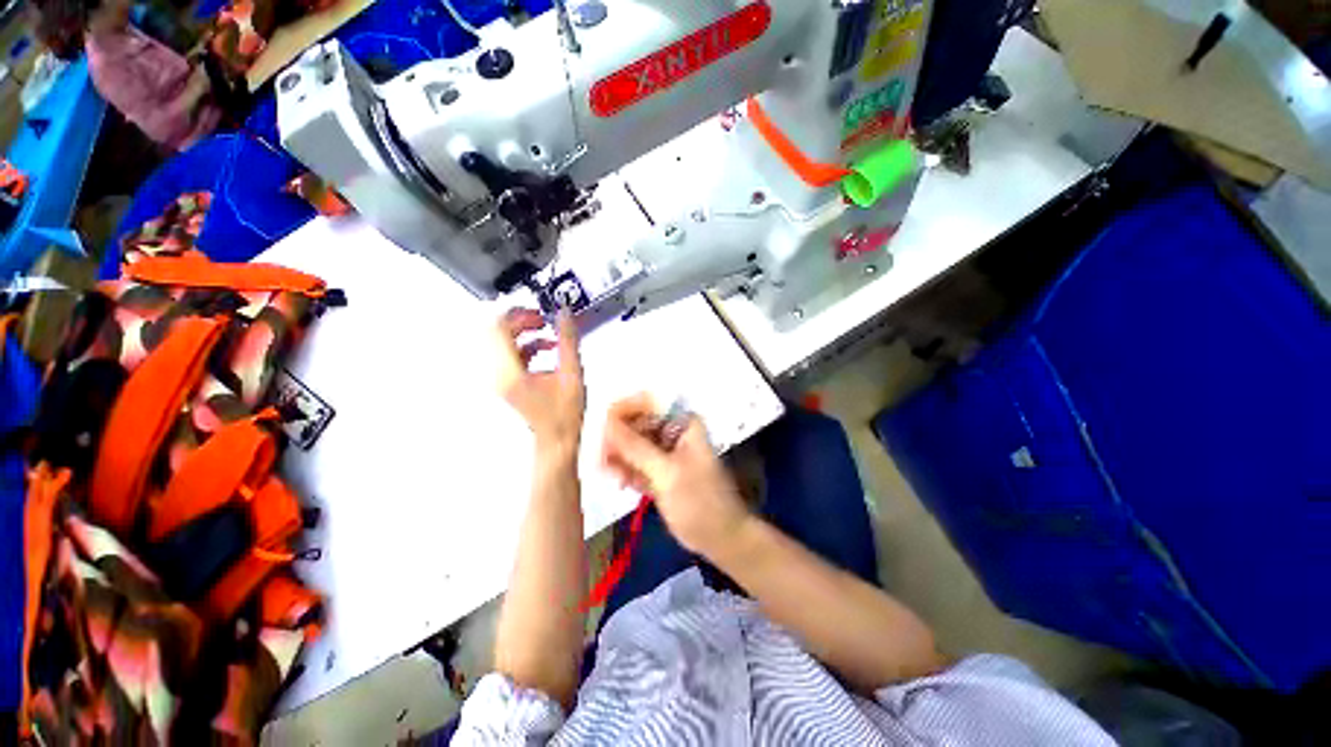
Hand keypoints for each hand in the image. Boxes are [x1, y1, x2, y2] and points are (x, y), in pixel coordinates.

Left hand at [494, 309, 584, 455]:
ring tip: (547, 333)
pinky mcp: (507, 382)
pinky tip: (546, 348)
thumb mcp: (571, 373)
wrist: (557, 439)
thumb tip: (564, 314)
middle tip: (543, 320)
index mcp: (509, 372)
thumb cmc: (564, 413)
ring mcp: (500, 379)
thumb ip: (567, 341)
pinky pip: (510, 354)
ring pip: (503, 343)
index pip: (499, 329)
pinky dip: (526, 346)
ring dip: (524, 333)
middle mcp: (498, 374)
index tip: (539, 313)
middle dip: (521, 321)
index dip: (519, 314)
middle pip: (498, 333)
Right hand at [601, 394, 750, 556]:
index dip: (623, 410)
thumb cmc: (700, 502)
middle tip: (601, 457)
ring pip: (633, 444)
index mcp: (683, 422)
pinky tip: (617, 481)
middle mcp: (673, 431)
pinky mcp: (659, 471)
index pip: (647, 402)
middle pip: (636, 422)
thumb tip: (607, 422)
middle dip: (617, 438)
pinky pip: (636, 463)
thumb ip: (636, 447)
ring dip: (618, 456)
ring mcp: (666, 452)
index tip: (602, 427)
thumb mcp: (666, 473)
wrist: (721, 538)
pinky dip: (625, 470)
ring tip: (606, 472)